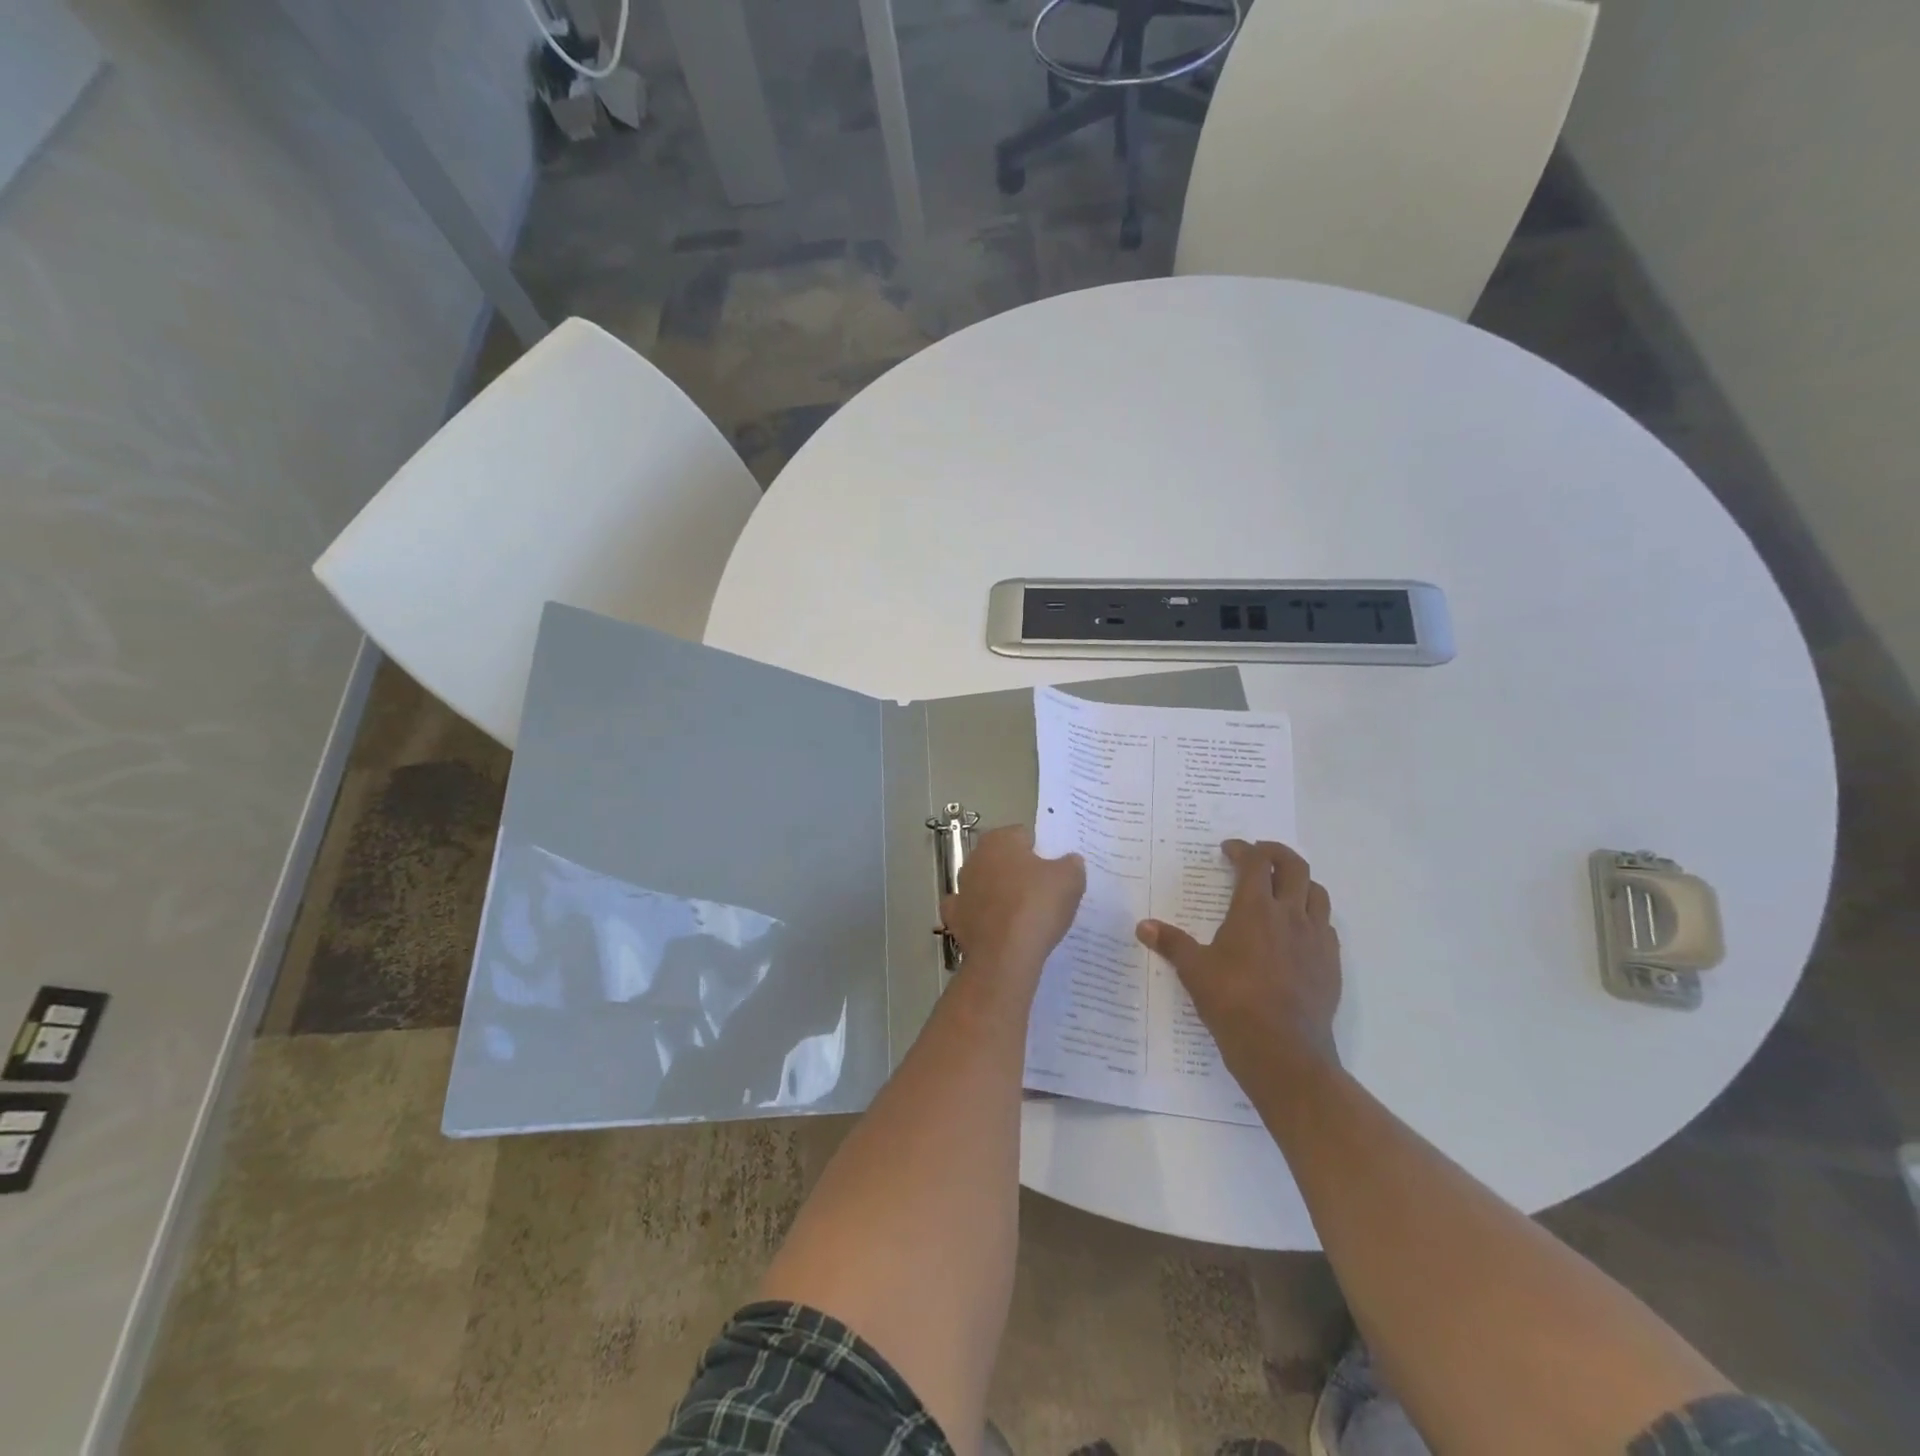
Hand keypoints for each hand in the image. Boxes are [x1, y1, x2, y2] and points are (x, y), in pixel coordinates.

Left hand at [941, 826, 1084, 979]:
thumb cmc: (1037, 905)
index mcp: (999, 840)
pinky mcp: (955, 918)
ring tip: (1026, 916)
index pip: (1024, 836)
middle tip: (1044, 893)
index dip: (1042, 853)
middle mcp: (974, 858)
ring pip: (986, 886)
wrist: (1005, 956)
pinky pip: (973, 913)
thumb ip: (1071, 863)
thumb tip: (1069, 861)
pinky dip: (984, 919)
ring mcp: (961, 889)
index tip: (1055, 872)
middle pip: (1003, 860)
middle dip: (1020, 872)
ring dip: (1000, 895)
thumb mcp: (1071, 879)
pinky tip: (1000, 930)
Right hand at [1136, 839, 1340, 1080]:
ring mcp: (1316, 940)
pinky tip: (1297, 933)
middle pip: (1295, 867)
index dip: (1242, 850)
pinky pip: (1326, 927)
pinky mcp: (1331, 965)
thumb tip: (1143, 926)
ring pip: (1317, 894)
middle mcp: (1291, 916)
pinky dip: (1312, 917)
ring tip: (1282, 889)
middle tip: (1259, 856)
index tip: (1229, 849)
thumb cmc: (1233, 1003)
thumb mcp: (1194, 971)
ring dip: (1300, 882)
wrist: (1283, 1051)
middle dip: (1276, 854)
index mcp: (1255, 910)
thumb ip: (1171, 943)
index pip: (1255, 863)